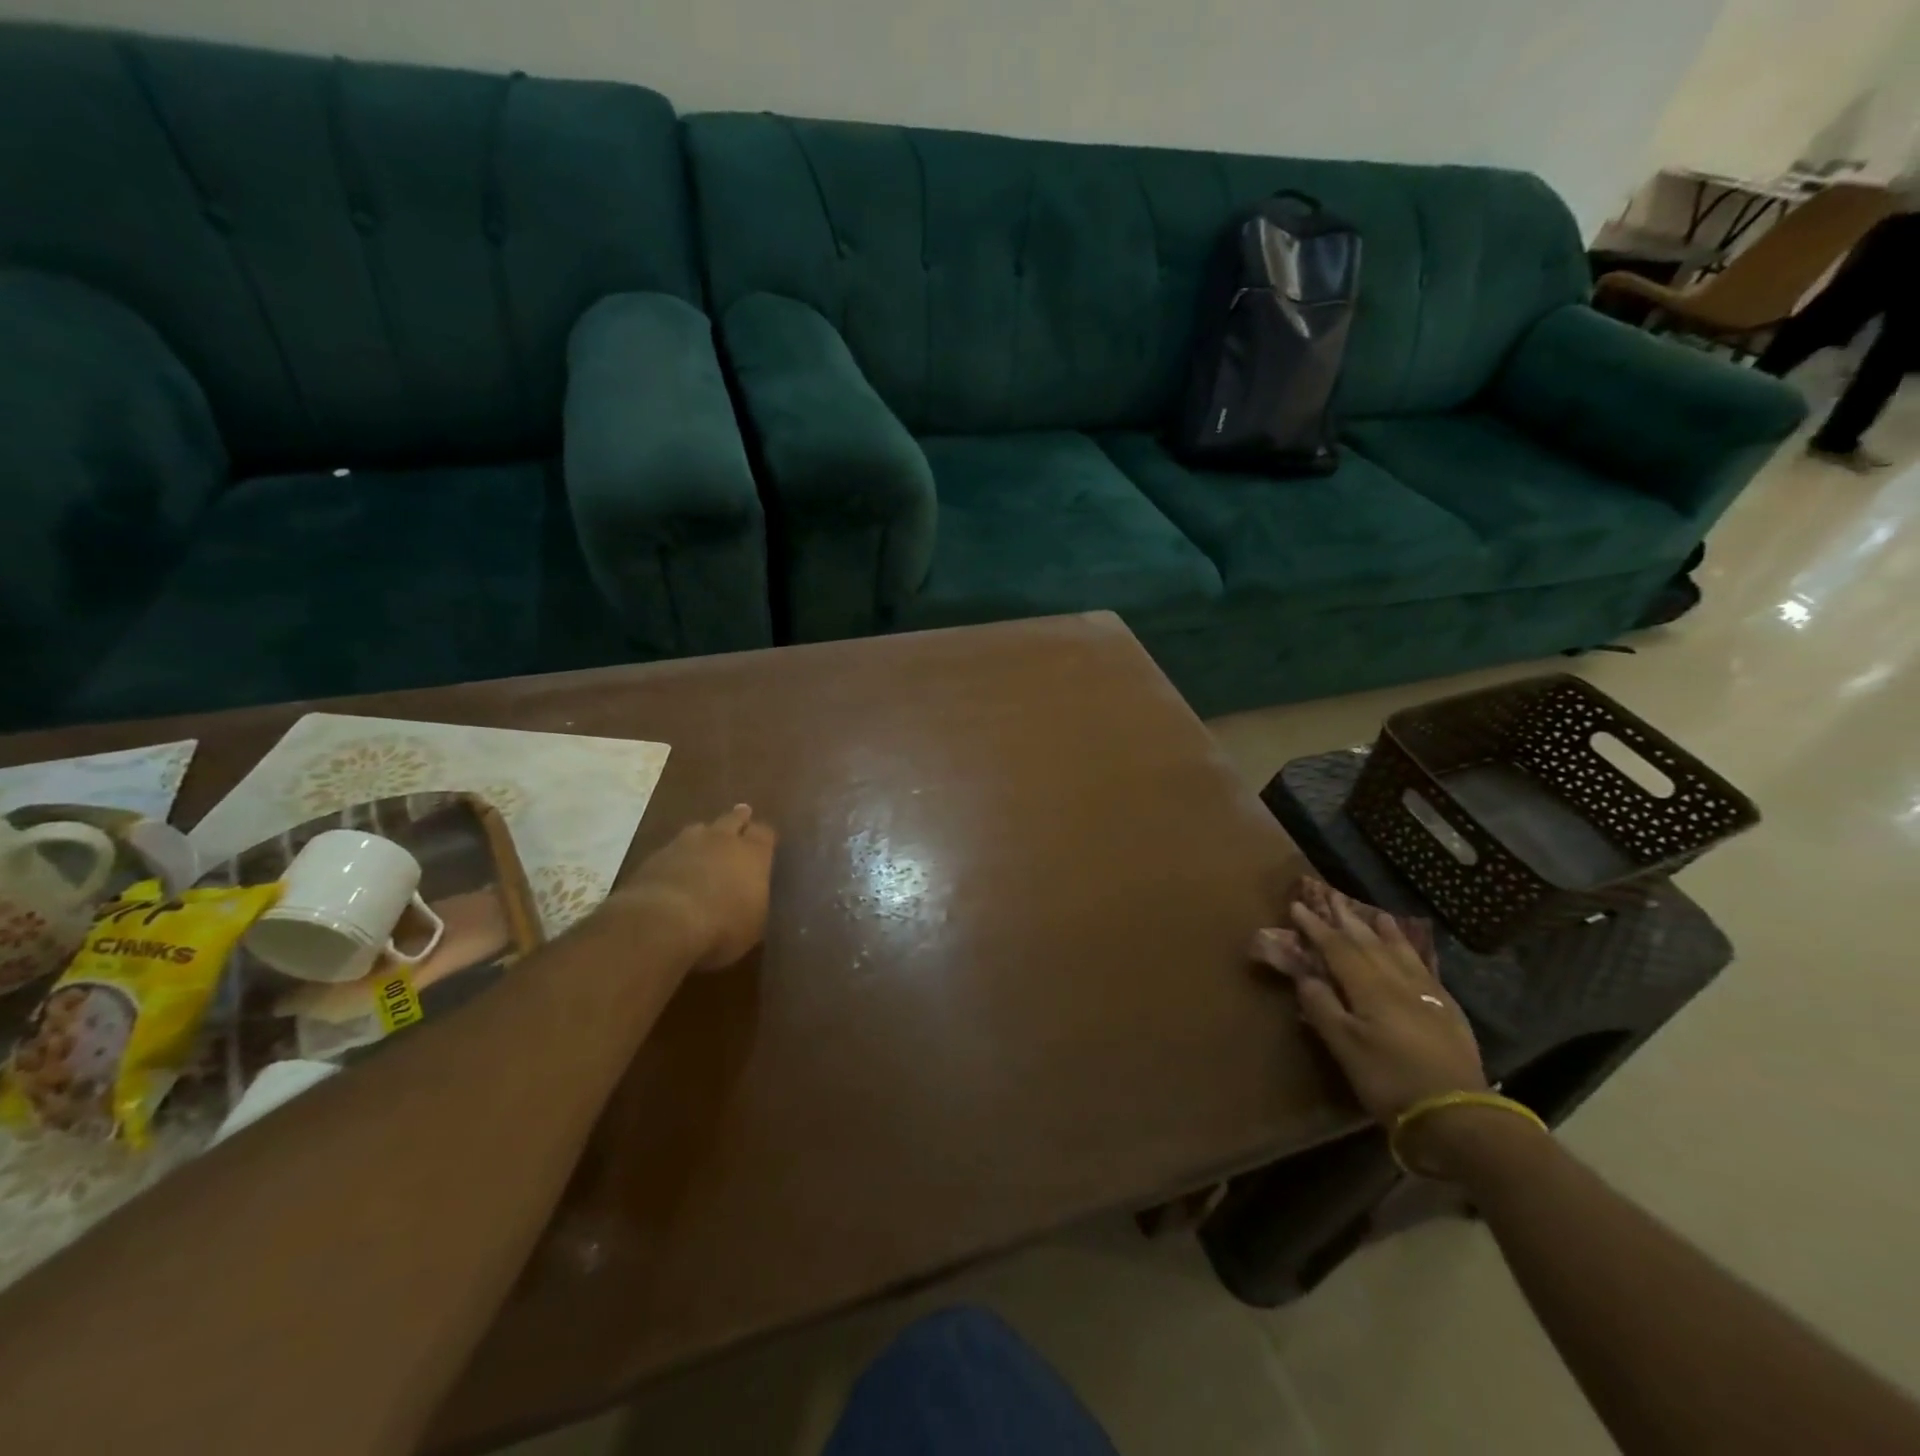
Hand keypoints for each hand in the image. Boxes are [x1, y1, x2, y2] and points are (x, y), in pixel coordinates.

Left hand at [611, 805, 776, 970]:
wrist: (663, 922)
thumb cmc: (723, 926)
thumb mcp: (755, 924)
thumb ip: (757, 902)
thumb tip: (755, 899)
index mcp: (753, 853)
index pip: (765, 833)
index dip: (765, 837)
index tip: (766, 842)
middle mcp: (722, 839)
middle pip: (733, 819)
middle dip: (739, 819)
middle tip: (742, 816)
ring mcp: (685, 844)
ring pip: (700, 829)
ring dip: (705, 835)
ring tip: (706, 841)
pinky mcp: (655, 857)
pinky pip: (672, 849)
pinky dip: (678, 855)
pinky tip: (676, 867)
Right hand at [1280, 898, 1487, 1124]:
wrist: (1457, 1114)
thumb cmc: (1389, 1079)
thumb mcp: (1345, 1046)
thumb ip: (1323, 1007)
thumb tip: (1305, 975)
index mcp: (1370, 988)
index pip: (1337, 948)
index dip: (1316, 927)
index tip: (1298, 906)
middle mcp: (1398, 982)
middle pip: (1369, 943)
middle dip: (1347, 920)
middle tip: (1332, 897)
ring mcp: (1428, 995)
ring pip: (1402, 953)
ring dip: (1385, 932)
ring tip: (1376, 913)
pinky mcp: (1448, 1012)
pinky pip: (1426, 970)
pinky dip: (1414, 954)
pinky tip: (1414, 954)